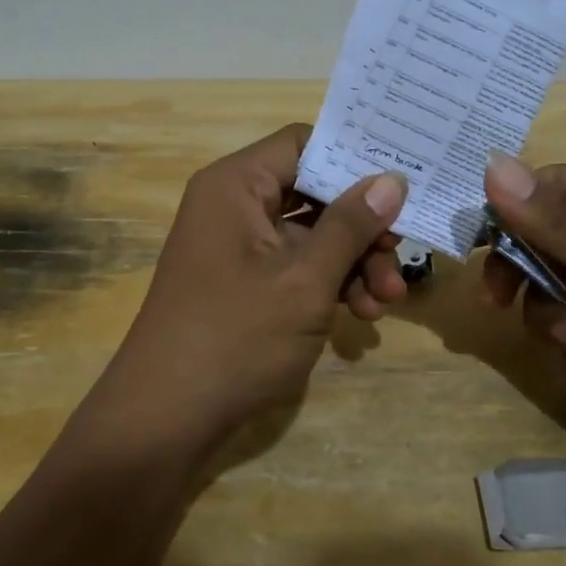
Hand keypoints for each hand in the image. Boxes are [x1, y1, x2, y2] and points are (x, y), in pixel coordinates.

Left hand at [85, 124, 409, 456]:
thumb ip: (350, 225)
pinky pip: (297, 268)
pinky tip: (363, 315)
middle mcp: (234, 206)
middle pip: (313, 192)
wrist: (164, 421)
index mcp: (236, 185)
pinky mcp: (245, 286)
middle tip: (401, 252)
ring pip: (311, 235)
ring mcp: (239, 249)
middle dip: (362, 225)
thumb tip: (392, 179)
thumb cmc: (235, 337)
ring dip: (353, 262)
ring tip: (388, 300)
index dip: (353, 158)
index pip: (303, 143)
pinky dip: (330, 285)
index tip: (400, 181)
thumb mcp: (305, 279)